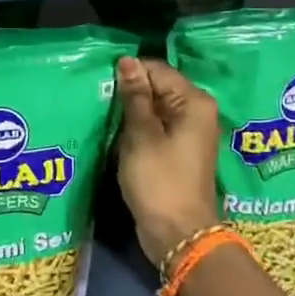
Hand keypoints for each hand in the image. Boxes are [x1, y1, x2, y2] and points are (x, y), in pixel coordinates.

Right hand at [114, 56, 221, 270]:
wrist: (178, 234)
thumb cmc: (160, 180)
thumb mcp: (141, 135)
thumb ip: (135, 96)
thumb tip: (127, 61)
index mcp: (194, 102)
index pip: (157, 70)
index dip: (129, 73)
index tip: (100, 81)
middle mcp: (197, 112)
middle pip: (158, 88)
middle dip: (129, 92)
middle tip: (97, 98)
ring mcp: (188, 133)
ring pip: (154, 109)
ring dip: (130, 112)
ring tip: (102, 114)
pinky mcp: (178, 151)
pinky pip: (155, 128)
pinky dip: (137, 129)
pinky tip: (116, 134)